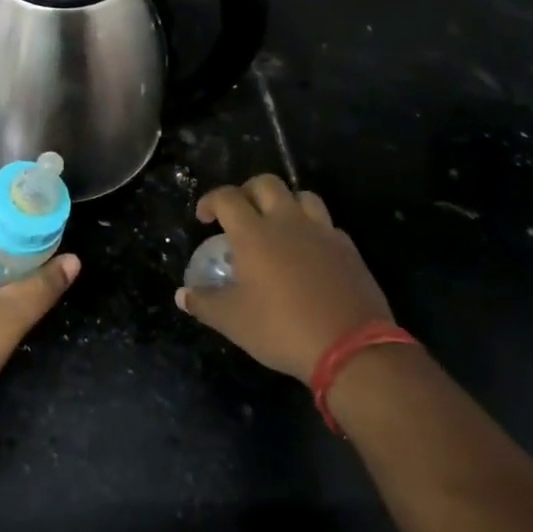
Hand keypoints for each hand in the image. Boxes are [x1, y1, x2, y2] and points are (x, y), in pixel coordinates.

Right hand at [178, 174, 391, 384]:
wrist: (351, 348)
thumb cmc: (282, 328)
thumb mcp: (233, 321)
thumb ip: (204, 303)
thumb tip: (181, 295)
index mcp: (254, 234)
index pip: (227, 198)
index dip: (211, 201)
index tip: (204, 218)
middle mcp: (287, 222)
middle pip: (266, 184)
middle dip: (248, 191)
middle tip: (240, 213)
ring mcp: (322, 232)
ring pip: (302, 196)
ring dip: (285, 203)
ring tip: (277, 225)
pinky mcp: (348, 249)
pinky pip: (326, 225)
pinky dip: (312, 230)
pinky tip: (308, 252)